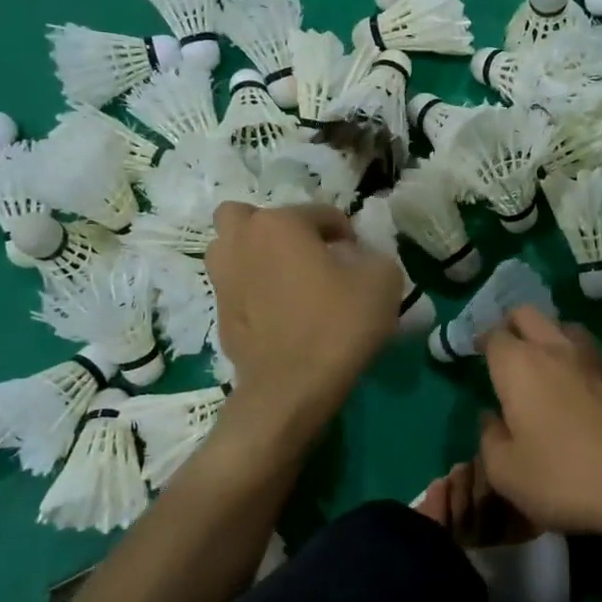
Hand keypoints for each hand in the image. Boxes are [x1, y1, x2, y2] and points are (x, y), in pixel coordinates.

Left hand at [206, 203, 400, 429]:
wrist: (291, 388)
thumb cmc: (338, 324)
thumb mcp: (383, 280)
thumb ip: (373, 255)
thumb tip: (356, 258)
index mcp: (279, 223)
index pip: (320, 213)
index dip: (346, 235)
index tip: (359, 261)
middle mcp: (241, 241)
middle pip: (252, 218)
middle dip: (278, 230)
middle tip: (306, 256)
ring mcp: (222, 279)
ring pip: (233, 250)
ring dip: (256, 256)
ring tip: (288, 283)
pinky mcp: (219, 314)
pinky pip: (238, 287)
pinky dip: (254, 292)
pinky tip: (280, 315)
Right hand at [477, 307, 601, 537]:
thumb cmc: (565, 477)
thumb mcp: (507, 472)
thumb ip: (489, 438)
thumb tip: (491, 418)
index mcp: (519, 366)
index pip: (493, 335)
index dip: (481, 343)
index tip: (476, 358)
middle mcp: (554, 349)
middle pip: (527, 315)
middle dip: (511, 326)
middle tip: (504, 354)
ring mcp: (592, 359)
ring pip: (562, 327)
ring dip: (546, 336)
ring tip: (540, 365)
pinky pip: (589, 353)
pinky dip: (575, 358)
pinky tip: (575, 388)